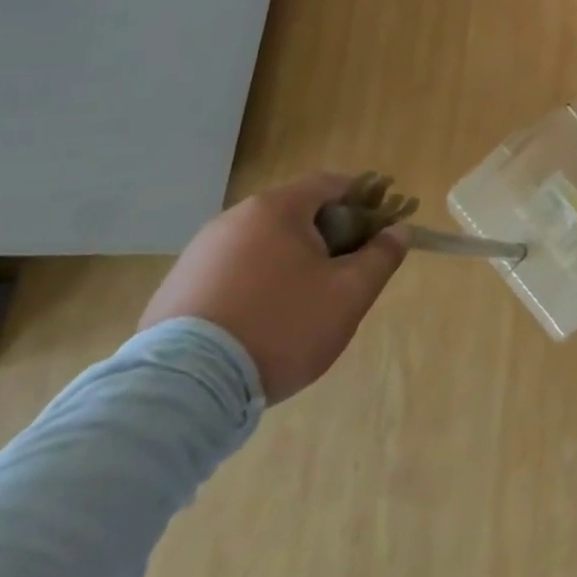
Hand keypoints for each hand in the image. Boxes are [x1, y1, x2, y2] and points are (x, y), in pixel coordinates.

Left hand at [139, 173, 407, 402]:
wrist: (182, 392)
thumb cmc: (280, 327)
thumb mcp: (349, 294)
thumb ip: (381, 256)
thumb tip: (400, 230)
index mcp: (276, 209)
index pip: (332, 184)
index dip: (364, 199)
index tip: (381, 228)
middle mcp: (233, 219)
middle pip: (296, 213)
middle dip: (329, 235)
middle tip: (348, 271)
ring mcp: (198, 254)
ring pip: (263, 244)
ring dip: (292, 261)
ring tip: (305, 303)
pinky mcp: (175, 289)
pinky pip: (232, 272)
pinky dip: (256, 283)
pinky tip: (263, 322)